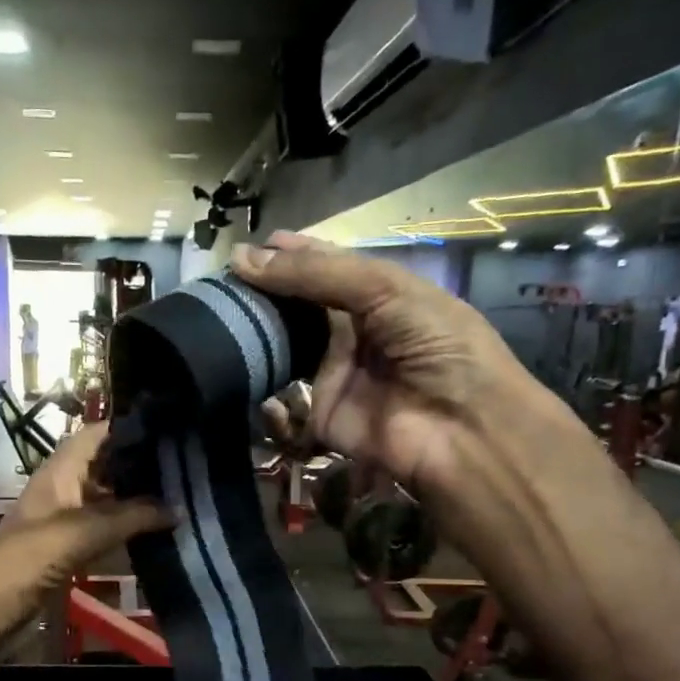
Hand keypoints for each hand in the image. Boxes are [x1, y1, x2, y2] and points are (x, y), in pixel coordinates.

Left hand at [0, 421, 170, 601]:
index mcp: (61, 470)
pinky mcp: (70, 548)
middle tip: (187, 468)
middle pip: (107, 466)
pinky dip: (129, 528)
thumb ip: (132, 517)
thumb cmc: (28, 557)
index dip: (130, 428)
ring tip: (183, 496)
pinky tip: (158, 531)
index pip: (98, 434)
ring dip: (139, 500)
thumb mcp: (83, 531)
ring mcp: (68, 519)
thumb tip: (178, 508)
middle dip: (142, 465)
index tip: (171, 431)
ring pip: (109, 499)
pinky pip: (106, 529)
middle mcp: (66, 487)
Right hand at [231, 233, 534, 499]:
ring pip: (285, 349)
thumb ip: (317, 272)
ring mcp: (336, 375)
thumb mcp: (385, 290)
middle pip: (300, 308)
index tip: (246, 250)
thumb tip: (242, 257)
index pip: (325, 268)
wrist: (460, 429)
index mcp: (380, 296)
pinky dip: (259, 387)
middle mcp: (354, 333)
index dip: (290, 257)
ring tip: (219, 317)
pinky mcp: (320, 416)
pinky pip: (282, 400)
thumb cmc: (436, 346)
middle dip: (265, 295)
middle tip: (223, 285)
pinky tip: (233, 364)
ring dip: (255, 335)